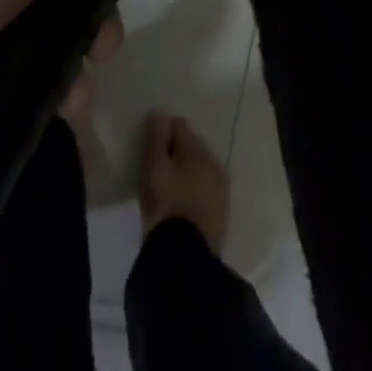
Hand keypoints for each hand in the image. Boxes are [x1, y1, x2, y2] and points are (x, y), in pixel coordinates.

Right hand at [138, 110, 229, 252]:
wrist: (185, 258)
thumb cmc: (165, 206)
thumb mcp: (154, 169)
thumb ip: (156, 138)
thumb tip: (160, 113)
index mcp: (197, 148)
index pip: (179, 125)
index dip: (162, 132)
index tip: (149, 149)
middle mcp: (214, 161)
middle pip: (192, 145)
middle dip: (176, 151)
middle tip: (158, 170)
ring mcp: (221, 186)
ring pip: (201, 167)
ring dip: (187, 171)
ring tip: (170, 189)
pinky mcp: (222, 210)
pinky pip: (206, 189)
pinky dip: (195, 189)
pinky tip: (183, 204)